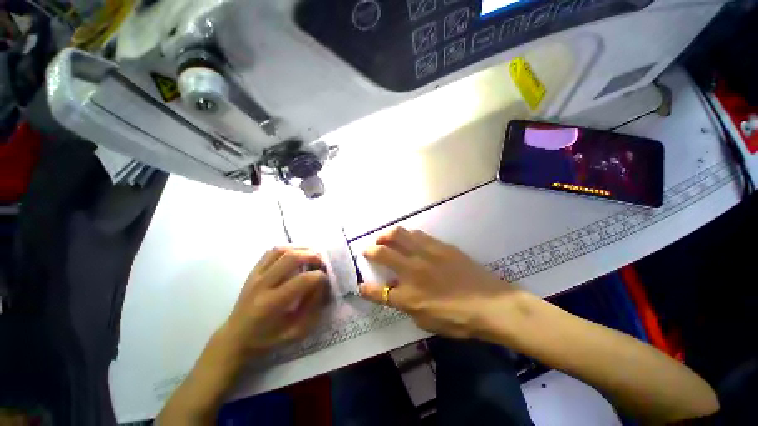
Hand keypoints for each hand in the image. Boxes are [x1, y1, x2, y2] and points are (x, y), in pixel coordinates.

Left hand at [221, 247, 328, 357]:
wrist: (236, 338)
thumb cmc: (268, 339)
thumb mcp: (296, 331)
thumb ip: (313, 307)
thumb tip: (322, 284)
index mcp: (271, 304)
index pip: (303, 280)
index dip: (320, 277)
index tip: (326, 280)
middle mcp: (262, 285)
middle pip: (291, 258)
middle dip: (313, 256)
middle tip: (323, 262)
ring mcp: (255, 275)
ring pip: (280, 250)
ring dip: (301, 249)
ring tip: (312, 255)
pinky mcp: (252, 271)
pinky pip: (271, 252)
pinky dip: (287, 248)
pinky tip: (296, 254)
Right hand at [359, 227, 524, 338]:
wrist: (492, 304)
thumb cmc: (459, 320)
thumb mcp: (426, 321)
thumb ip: (405, 304)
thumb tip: (394, 290)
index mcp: (408, 295)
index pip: (377, 291)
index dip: (365, 288)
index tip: (361, 285)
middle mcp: (413, 270)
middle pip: (382, 252)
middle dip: (370, 250)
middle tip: (369, 249)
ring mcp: (427, 254)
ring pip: (399, 234)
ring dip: (387, 235)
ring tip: (385, 238)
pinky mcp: (440, 245)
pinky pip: (417, 234)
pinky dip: (406, 235)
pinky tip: (407, 238)